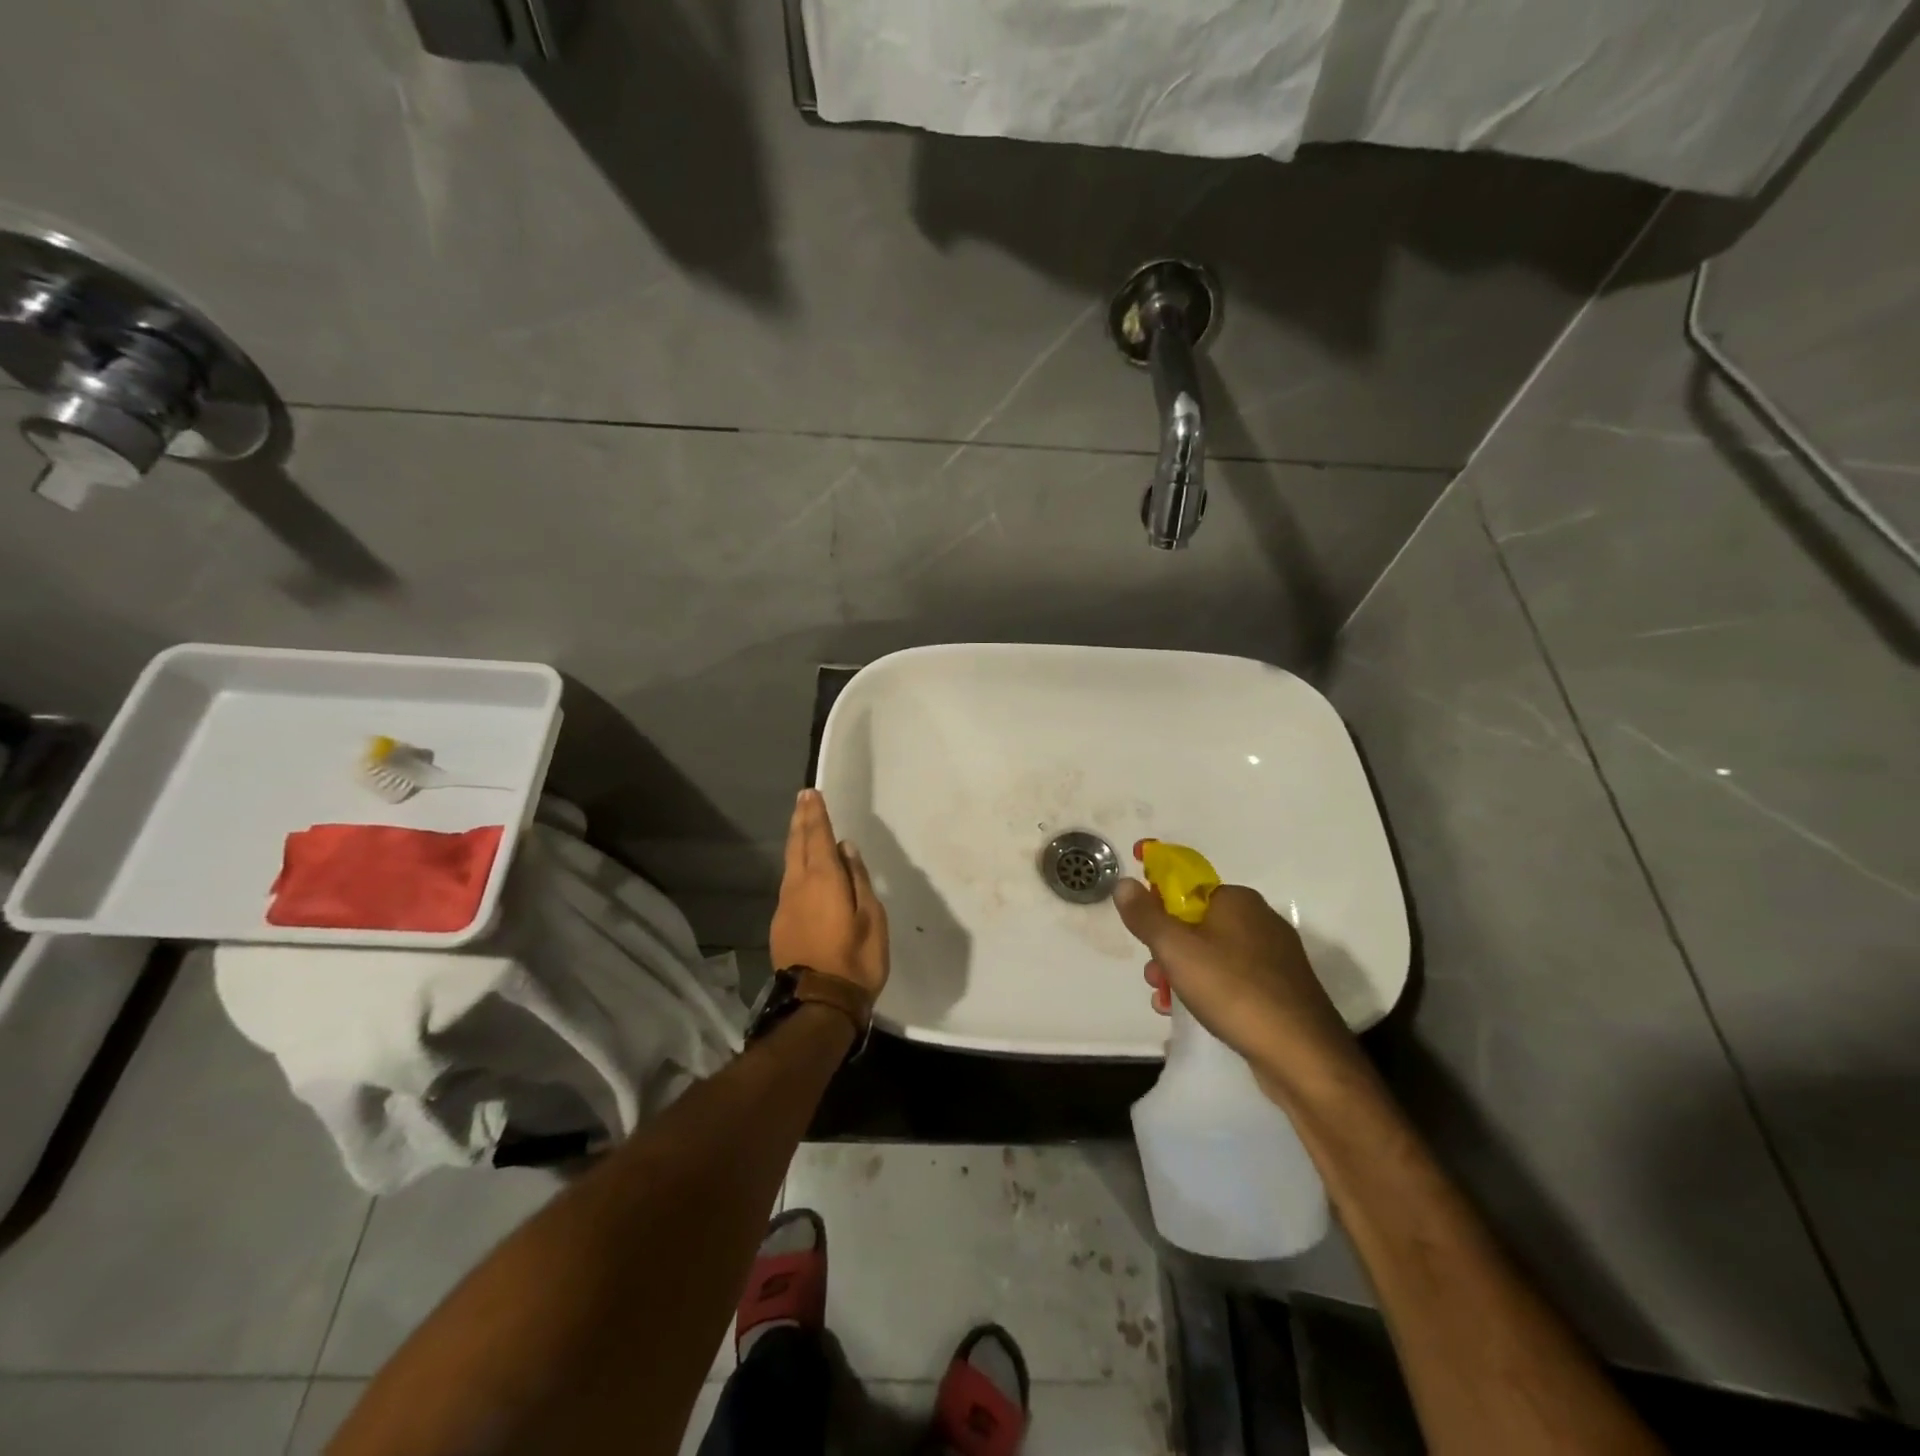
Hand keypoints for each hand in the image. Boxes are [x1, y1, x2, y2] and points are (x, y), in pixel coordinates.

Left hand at [770, 790, 888, 998]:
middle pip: (797, 846)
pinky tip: (803, 871)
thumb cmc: (856, 959)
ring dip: (796, 843)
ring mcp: (785, 906)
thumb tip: (845, 848)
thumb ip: (858, 879)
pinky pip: (789, 885)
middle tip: (803, 800)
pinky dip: (796, 868)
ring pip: (789, 865)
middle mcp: (798, 886)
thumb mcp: (872, 917)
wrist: (820, 1004)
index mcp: (823, 880)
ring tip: (803, 829)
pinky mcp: (780, 925)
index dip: (815, 814)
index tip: (811, 794)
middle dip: (801, 821)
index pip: (817, 837)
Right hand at [1111, 878, 1358, 1097]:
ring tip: (1168, 1003)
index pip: (1187, 888)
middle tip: (1154, 977)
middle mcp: (1261, 920)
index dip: (1159, 908)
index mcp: (1237, 900)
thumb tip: (1124, 883)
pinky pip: (1234, 980)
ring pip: (1214, 955)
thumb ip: (1146, 915)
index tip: (1144, 937)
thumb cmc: (1233, 990)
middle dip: (1167, 950)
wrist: (1302, 1055)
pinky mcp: (1283, 991)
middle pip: (1197, 924)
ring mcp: (1276, 958)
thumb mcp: (1175, 949)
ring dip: (1184, 974)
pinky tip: (1197, 1016)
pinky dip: (1211, 991)